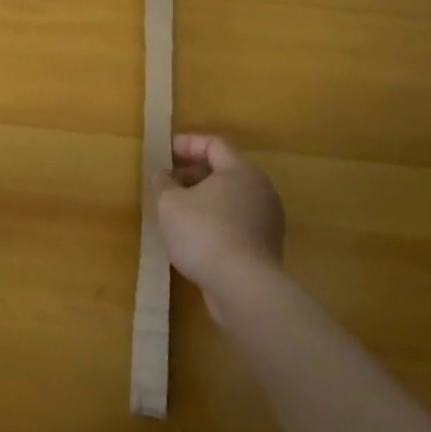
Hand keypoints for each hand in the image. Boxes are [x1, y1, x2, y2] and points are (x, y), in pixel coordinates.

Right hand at [154, 134, 284, 316]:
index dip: (186, 143)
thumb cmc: (204, 233)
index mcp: (241, 170)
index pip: (213, 144)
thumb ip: (163, 182)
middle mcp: (260, 189)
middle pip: (224, 170)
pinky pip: (237, 221)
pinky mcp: (266, 246)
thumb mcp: (170, 203)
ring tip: (176, 209)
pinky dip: (216, 219)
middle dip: (192, 172)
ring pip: (231, 197)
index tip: (163, 151)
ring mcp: (267, 219)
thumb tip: (164, 174)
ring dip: (203, 198)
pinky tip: (194, 235)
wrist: (244, 288)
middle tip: (167, 181)